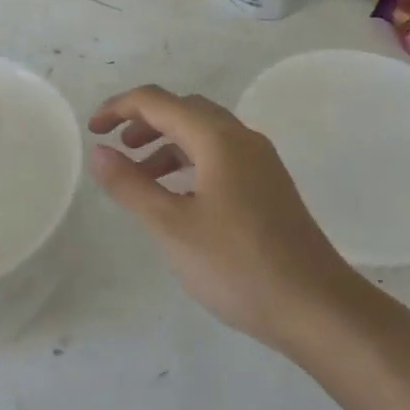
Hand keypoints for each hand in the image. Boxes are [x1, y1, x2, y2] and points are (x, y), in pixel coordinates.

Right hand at [88, 85, 368, 355]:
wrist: (317, 307)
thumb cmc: (238, 266)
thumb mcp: (172, 227)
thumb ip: (130, 185)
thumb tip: (99, 151)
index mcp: (217, 137)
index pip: (158, 101)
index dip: (120, 108)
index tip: (92, 130)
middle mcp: (241, 137)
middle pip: (184, 110)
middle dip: (144, 122)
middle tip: (116, 148)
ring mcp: (260, 161)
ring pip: (204, 133)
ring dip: (167, 143)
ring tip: (140, 177)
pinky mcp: (269, 185)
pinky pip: (220, 155)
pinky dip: (190, 162)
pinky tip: (179, 197)